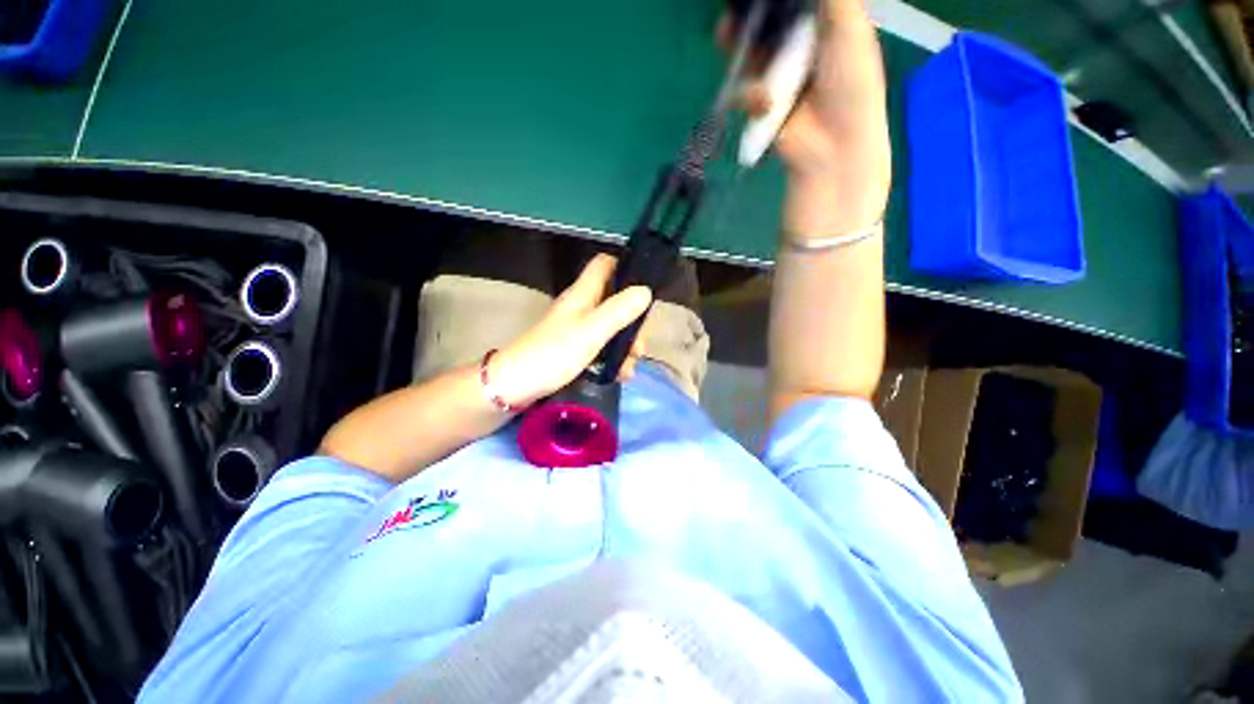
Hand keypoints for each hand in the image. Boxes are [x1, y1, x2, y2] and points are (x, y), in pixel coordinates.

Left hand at [488, 254, 652, 407]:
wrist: (517, 385)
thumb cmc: (554, 353)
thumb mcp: (591, 331)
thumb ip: (619, 311)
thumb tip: (645, 291)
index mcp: (584, 294)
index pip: (605, 265)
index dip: (625, 268)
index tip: (644, 287)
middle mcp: (582, 306)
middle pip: (616, 300)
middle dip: (633, 321)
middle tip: (640, 344)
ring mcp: (578, 328)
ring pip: (612, 327)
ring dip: (625, 346)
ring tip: (629, 368)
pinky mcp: (575, 348)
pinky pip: (603, 346)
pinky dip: (614, 359)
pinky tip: (620, 375)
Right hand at [724, 0, 890, 235]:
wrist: (834, 145)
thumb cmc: (851, 83)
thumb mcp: (850, 27)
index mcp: (822, 24)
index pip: (791, 4)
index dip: (770, 0)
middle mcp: (797, 46)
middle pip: (764, 23)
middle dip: (745, 18)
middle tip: (730, 15)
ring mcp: (776, 76)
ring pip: (748, 53)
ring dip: (738, 48)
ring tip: (725, 35)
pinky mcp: (761, 104)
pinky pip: (742, 90)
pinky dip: (747, 95)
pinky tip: (764, 103)